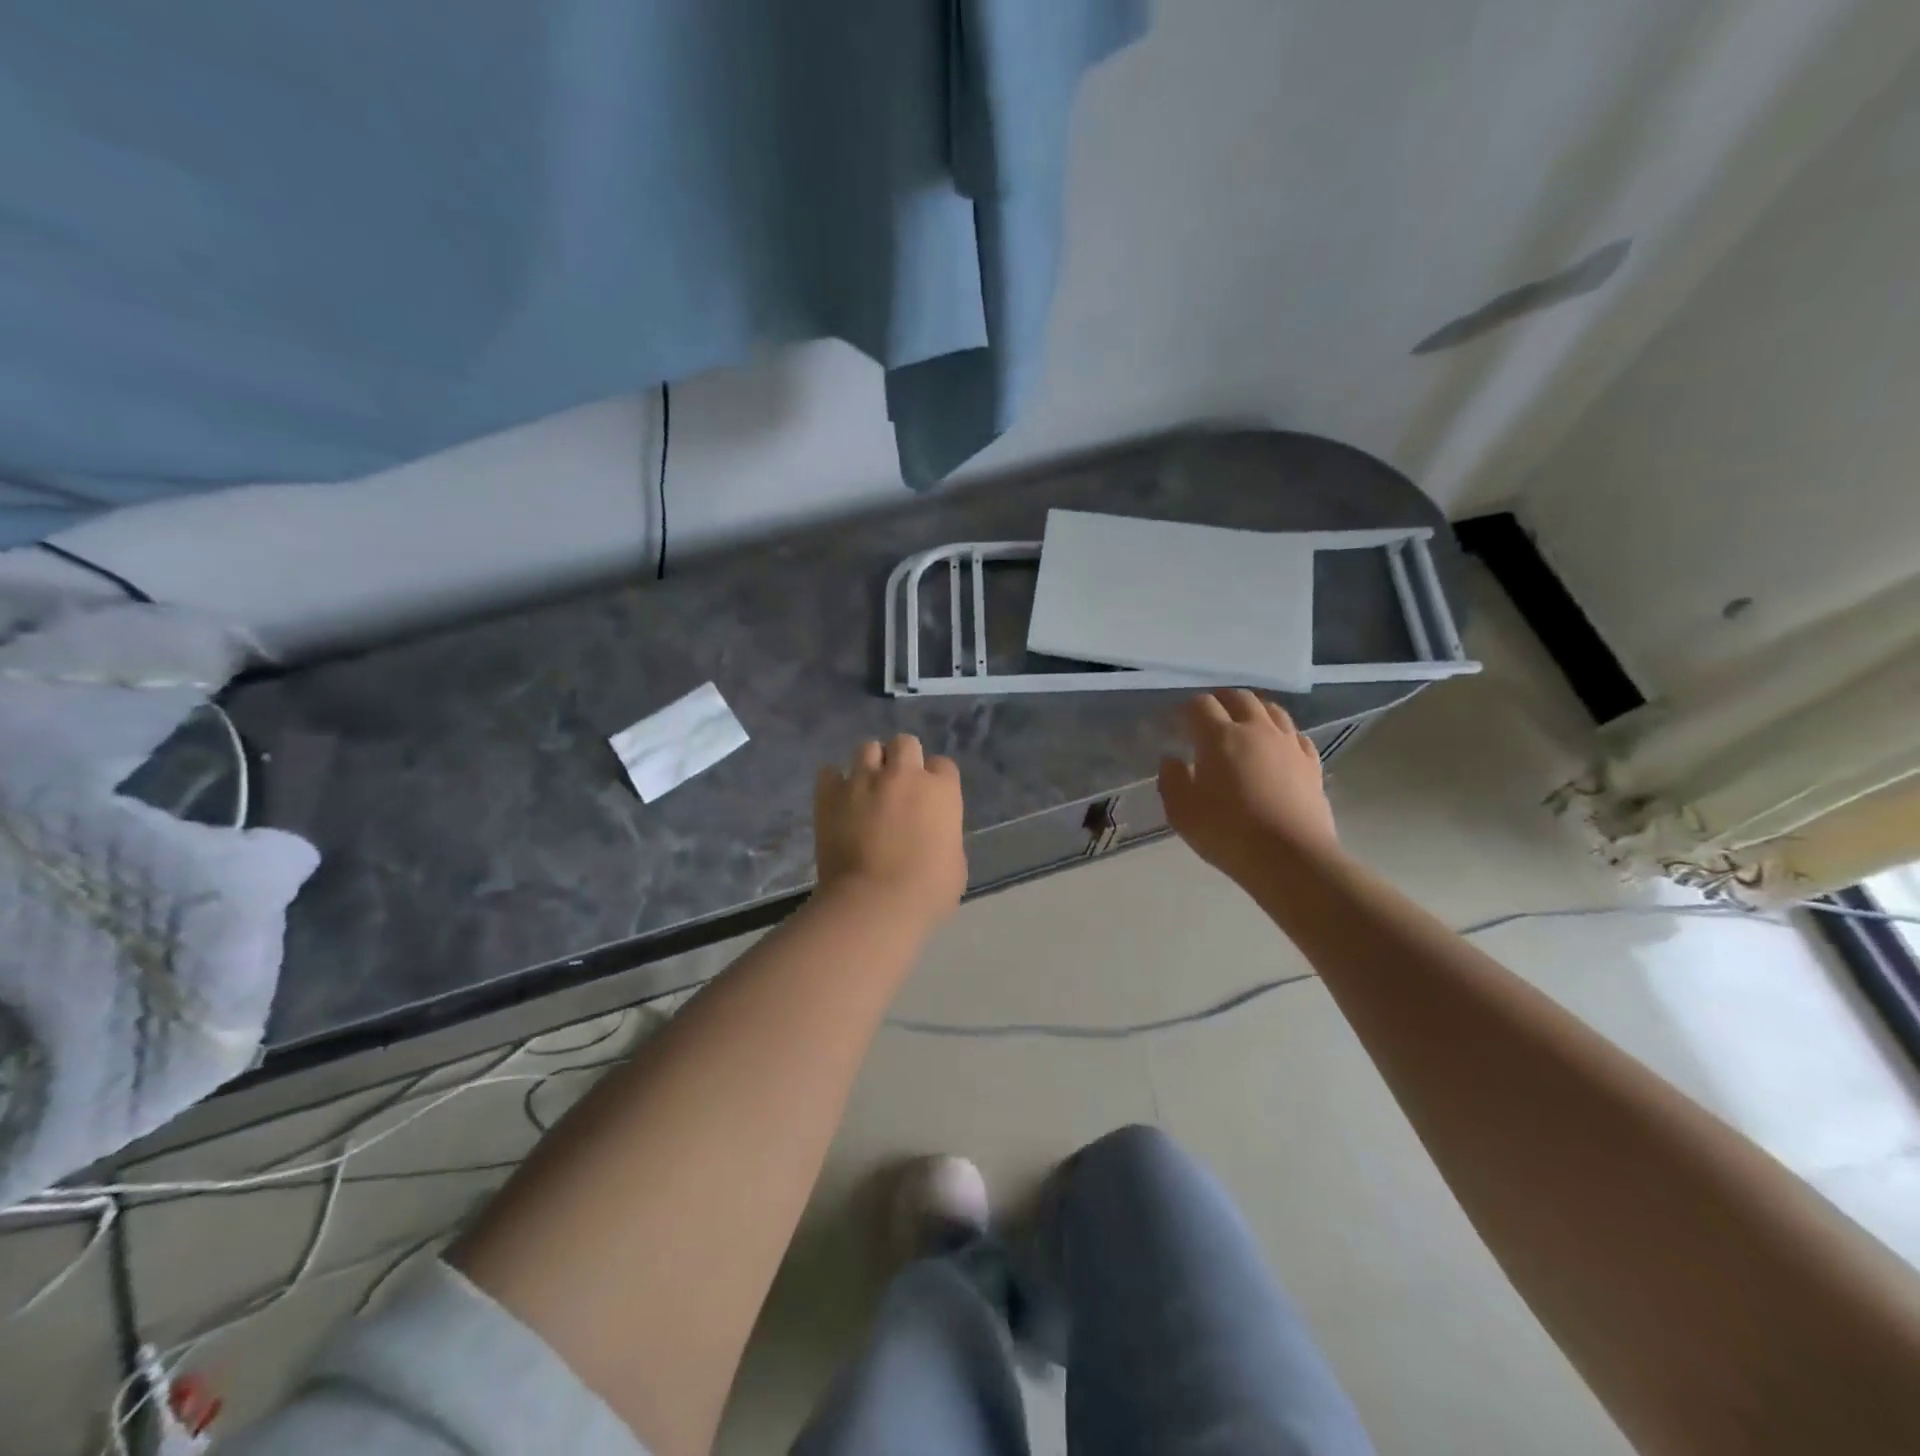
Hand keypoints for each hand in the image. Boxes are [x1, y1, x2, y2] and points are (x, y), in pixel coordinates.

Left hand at [815, 734, 966, 925]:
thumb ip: (945, 837)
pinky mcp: (830, 794)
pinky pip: (829, 772)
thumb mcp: (955, 864)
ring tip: (865, 787)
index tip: (929, 799)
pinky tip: (837, 799)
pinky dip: (834, 782)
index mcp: (941, 791)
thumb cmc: (926, 892)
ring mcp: (864, 780)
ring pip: (867, 748)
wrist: (875, 903)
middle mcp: (903, 775)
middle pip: (905, 743)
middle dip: (902, 759)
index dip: (936, 780)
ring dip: (869, 764)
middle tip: (897, 786)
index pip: (943, 765)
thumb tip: (934, 836)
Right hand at [1158, 690, 1340, 882]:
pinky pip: (1295, 735)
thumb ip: (1172, 780)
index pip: (1200, 705)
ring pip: (1272, 710)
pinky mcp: (1311, 763)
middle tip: (1208, 716)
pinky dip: (1281, 732)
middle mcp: (1256, 730)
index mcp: (1219, 737)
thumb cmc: (1227, 833)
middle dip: (1220, 700)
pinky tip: (1276, 746)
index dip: (1186, 709)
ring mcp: (1288, 744)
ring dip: (1253, 709)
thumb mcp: (1181, 812)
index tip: (1177, 722)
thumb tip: (1172, 760)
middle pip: (1239, 697)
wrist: (1290, 858)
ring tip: (1243, 723)